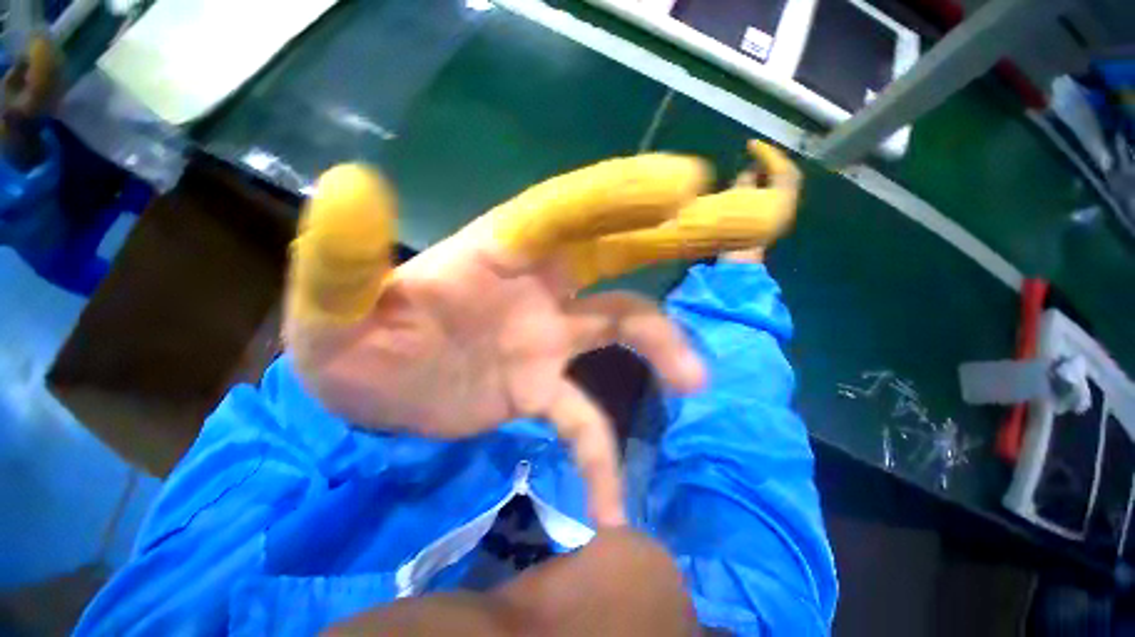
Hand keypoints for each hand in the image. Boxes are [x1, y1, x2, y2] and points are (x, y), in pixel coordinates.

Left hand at [284, 141, 799, 525]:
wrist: (359, 393)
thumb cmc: (346, 342)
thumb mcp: (333, 302)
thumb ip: (344, 254)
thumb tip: (350, 184)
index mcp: (498, 253)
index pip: (569, 211)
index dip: (623, 195)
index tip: (686, 183)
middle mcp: (538, 287)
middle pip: (619, 253)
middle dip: (676, 235)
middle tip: (745, 229)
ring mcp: (546, 339)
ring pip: (623, 328)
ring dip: (662, 349)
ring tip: (694, 382)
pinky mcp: (539, 390)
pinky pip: (586, 420)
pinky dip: (602, 456)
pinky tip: (612, 504)